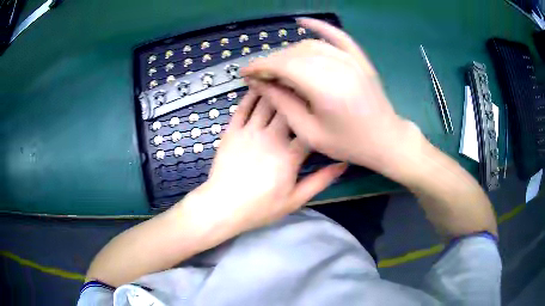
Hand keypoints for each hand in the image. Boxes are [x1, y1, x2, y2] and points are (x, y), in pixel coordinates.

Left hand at [186, 90, 346, 233]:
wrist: (223, 207)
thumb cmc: (261, 207)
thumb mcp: (296, 199)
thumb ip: (321, 180)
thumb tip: (344, 163)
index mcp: (290, 154)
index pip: (309, 126)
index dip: (318, 112)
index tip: (324, 102)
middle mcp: (272, 136)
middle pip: (289, 108)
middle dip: (299, 94)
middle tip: (307, 81)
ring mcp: (249, 132)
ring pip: (266, 102)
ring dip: (276, 88)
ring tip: (285, 76)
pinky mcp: (232, 131)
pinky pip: (242, 108)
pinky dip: (251, 95)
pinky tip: (259, 86)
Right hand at [241, 18, 421, 176]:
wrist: (385, 139)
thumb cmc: (348, 143)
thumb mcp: (310, 132)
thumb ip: (283, 103)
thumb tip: (258, 83)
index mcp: (324, 87)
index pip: (283, 65)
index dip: (260, 66)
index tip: (244, 72)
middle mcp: (337, 66)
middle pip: (294, 53)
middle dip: (271, 61)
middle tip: (259, 74)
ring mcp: (350, 59)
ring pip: (309, 45)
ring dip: (288, 52)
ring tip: (277, 66)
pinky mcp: (358, 57)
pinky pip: (336, 35)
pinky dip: (319, 26)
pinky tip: (302, 21)